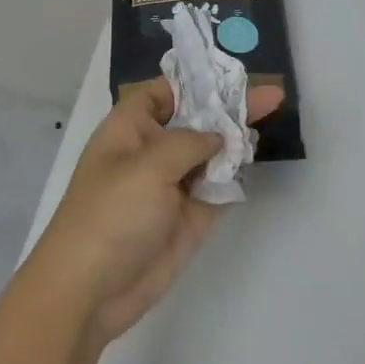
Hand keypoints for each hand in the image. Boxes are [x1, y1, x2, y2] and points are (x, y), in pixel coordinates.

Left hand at [30, 83, 283, 347]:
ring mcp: (172, 186)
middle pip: (196, 121)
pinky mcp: (189, 219)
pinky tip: (255, 161)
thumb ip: (190, 142)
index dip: (196, 81)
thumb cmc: (110, 214)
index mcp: (130, 129)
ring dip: (237, 141)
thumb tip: (220, 135)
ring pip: (211, 154)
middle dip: (229, 107)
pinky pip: (219, 189)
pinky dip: (235, 177)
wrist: (91, 290)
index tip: (234, 73)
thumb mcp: (148, 165)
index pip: (164, 92)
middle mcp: (152, 151)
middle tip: (273, 95)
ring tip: (271, 120)